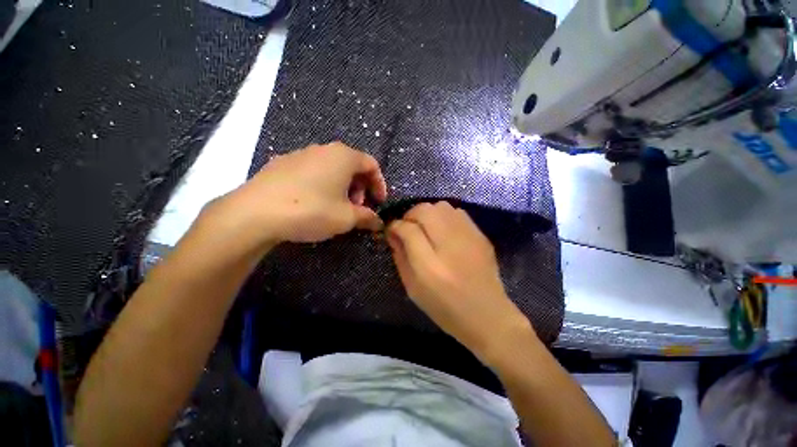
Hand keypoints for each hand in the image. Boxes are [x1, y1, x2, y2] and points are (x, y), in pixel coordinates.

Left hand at [208, 142, 386, 246]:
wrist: (256, 213)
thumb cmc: (312, 210)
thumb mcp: (346, 218)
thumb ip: (367, 217)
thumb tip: (379, 222)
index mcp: (343, 156)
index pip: (372, 164)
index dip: (379, 184)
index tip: (379, 202)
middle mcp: (323, 149)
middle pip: (352, 165)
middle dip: (361, 187)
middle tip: (357, 207)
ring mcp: (300, 154)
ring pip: (332, 168)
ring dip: (342, 187)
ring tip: (337, 207)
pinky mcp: (282, 163)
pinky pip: (313, 171)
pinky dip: (323, 185)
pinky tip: (315, 203)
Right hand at [386, 201, 534, 364]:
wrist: (487, 315)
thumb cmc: (444, 307)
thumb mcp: (413, 288)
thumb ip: (400, 257)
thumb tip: (394, 234)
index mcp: (429, 265)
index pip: (407, 229)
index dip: (395, 226)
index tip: (392, 230)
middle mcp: (449, 244)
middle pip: (425, 210)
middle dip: (411, 215)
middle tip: (408, 228)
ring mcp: (468, 236)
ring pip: (441, 206)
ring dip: (428, 213)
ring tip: (426, 228)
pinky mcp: (480, 235)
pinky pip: (457, 212)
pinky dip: (444, 216)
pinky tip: (444, 231)